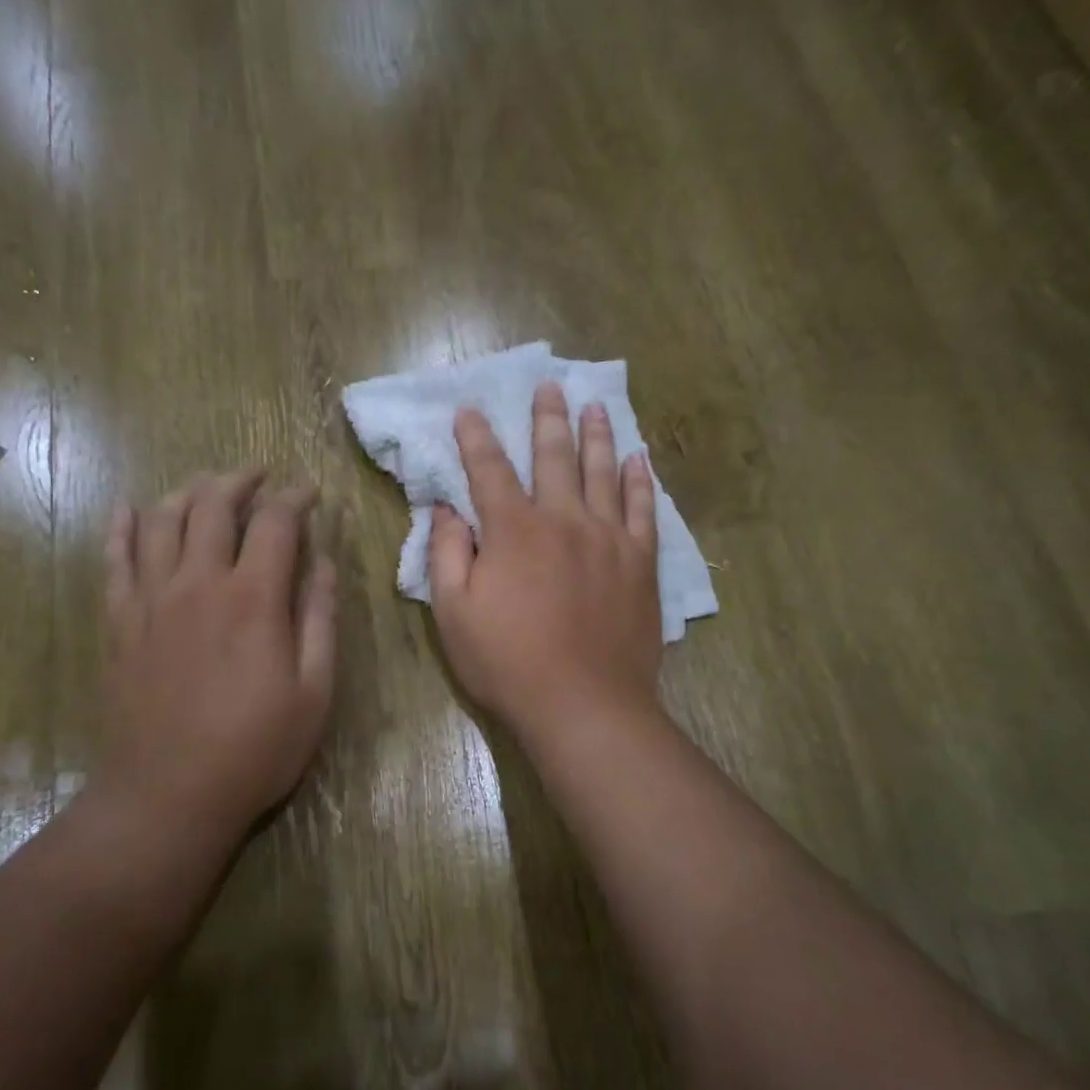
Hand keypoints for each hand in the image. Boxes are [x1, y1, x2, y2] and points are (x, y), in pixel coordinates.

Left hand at [99, 472, 336, 839]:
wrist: (167, 796)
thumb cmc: (254, 750)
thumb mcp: (314, 692)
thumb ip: (320, 620)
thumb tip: (323, 563)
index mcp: (253, 598)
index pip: (276, 522)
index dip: (296, 498)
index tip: (309, 493)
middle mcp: (198, 583)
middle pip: (214, 505)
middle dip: (241, 481)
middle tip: (259, 476)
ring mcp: (150, 600)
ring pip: (162, 520)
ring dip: (188, 493)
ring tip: (208, 487)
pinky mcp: (119, 622)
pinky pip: (114, 559)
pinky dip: (121, 527)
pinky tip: (127, 509)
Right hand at [429, 381, 662, 738]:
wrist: (584, 704)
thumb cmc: (508, 662)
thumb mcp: (453, 613)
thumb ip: (446, 554)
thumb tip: (446, 509)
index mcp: (513, 531)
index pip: (489, 470)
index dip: (476, 437)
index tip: (469, 410)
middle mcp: (563, 520)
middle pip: (553, 456)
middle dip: (546, 418)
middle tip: (548, 385)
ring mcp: (608, 537)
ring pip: (602, 472)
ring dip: (596, 435)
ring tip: (594, 405)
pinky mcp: (640, 562)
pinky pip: (643, 509)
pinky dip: (640, 480)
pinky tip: (639, 459)